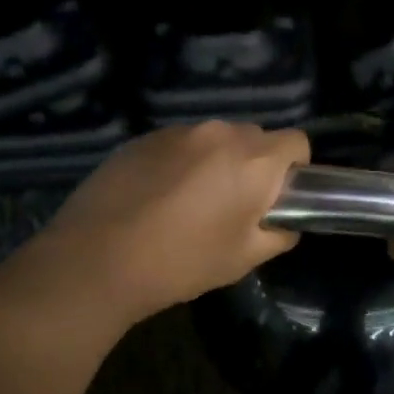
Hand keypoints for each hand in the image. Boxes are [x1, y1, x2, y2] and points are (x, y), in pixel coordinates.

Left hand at [30, 121, 308, 324]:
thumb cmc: (181, 262)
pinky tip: (157, 197)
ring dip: (215, 162)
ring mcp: (178, 131)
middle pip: (255, 137)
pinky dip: (181, 162)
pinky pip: (180, 143)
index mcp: (253, 160)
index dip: (294, 169)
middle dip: (253, 165)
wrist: (96, 258)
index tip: (276, 198)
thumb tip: (283, 222)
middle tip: (233, 206)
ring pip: (215, 139)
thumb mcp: (243, 259)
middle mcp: (219, 132)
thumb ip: (278, 234)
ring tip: (189, 203)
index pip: (297, 141)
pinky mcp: (144, 137)